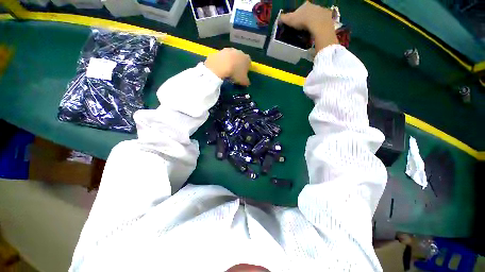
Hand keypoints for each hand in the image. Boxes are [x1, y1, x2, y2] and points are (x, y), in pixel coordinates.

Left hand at [205, 48, 251, 85]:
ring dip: (229, 62)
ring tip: (227, 71)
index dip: (246, 69)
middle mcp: (239, 51)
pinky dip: (221, 62)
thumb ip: (247, 81)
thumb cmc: (235, 74)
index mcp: (247, 58)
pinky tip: (220, 69)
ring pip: (230, 57)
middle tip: (235, 73)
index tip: (243, 75)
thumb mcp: (244, 81)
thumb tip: (247, 82)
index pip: (249, 63)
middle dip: (238, 64)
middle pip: (239, 58)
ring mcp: (228, 50)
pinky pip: (222, 58)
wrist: (220, 67)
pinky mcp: (219, 51)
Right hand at [280, 2, 337, 51]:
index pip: (300, 9)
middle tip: (303, 27)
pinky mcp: (327, 17)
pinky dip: (320, 25)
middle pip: (309, 12)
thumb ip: (284, 18)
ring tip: (310, 30)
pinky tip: (317, 30)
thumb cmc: (303, 20)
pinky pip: (323, 21)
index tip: (297, 22)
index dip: (298, 16)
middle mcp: (314, 5)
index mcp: (305, 5)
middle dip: (306, 18)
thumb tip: (279, 18)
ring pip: (316, 16)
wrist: (318, 23)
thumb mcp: (290, 20)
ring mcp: (321, 10)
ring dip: (313, 21)